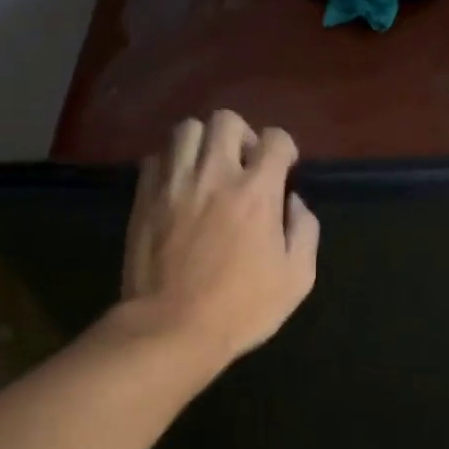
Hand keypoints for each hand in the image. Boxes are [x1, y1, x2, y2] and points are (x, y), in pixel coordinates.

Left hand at [117, 111, 319, 366]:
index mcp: (256, 192)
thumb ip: (304, 231)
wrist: (171, 328)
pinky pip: (156, 158)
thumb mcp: (296, 278)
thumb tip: (293, 202)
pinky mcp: (144, 197)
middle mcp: (214, 174)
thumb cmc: (241, 309)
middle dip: (242, 135)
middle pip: (226, 120)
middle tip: (244, 165)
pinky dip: (171, 163)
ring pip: (186, 130)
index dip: (284, 148)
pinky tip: (178, 186)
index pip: (275, 139)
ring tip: (208, 169)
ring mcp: (174, 183)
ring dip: (203, 142)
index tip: (283, 168)